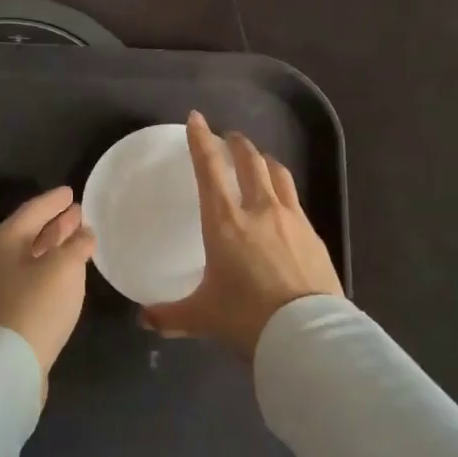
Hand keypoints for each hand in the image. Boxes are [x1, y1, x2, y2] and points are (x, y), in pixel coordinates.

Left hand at [0, 185, 95, 384]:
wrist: (6, 366)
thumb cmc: (36, 305)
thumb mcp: (64, 268)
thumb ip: (77, 244)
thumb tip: (84, 234)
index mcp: (3, 241)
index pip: (32, 210)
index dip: (54, 200)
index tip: (70, 192)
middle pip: (27, 233)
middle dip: (54, 223)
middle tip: (78, 214)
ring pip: (27, 258)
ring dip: (52, 247)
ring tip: (76, 240)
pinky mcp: (0, 314)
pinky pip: (26, 279)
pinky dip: (46, 269)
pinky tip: (62, 275)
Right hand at [142, 112, 342, 357]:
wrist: (308, 337)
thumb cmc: (246, 319)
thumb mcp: (202, 317)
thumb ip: (170, 315)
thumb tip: (143, 320)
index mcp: (225, 222)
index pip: (209, 169)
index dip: (201, 140)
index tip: (197, 119)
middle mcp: (259, 210)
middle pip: (250, 161)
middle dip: (237, 144)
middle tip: (230, 137)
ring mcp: (291, 220)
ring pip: (278, 174)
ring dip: (265, 161)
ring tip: (260, 160)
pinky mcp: (314, 236)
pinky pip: (296, 202)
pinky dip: (284, 193)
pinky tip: (283, 206)